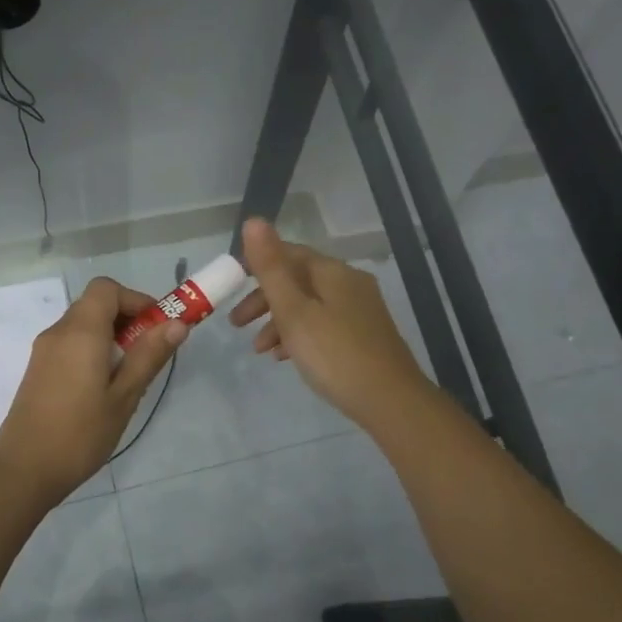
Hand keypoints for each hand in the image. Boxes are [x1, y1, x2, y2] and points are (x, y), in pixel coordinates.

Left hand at [0, 277, 186, 501]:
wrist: (24, 470)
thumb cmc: (80, 434)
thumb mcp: (124, 396)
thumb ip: (149, 356)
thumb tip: (176, 324)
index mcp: (80, 332)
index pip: (106, 289)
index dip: (136, 299)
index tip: (158, 327)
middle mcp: (58, 332)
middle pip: (95, 305)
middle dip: (127, 319)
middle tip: (150, 353)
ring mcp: (44, 351)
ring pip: (83, 325)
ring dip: (111, 336)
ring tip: (130, 374)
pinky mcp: (38, 370)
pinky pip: (70, 344)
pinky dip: (93, 350)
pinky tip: (104, 387)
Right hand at [230, 218, 430, 430]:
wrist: (390, 401)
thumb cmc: (334, 354)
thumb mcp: (294, 311)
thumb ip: (271, 268)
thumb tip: (254, 220)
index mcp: (333, 272)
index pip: (289, 253)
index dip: (257, 265)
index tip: (231, 287)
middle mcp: (349, 284)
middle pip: (297, 281)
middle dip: (263, 300)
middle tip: (236, 324)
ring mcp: (360, 311)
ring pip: (309, 306)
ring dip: (278, 322)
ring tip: (258, 350)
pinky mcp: (363, 336)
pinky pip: (322, 325)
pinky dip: (299, 336)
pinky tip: (285, 359)